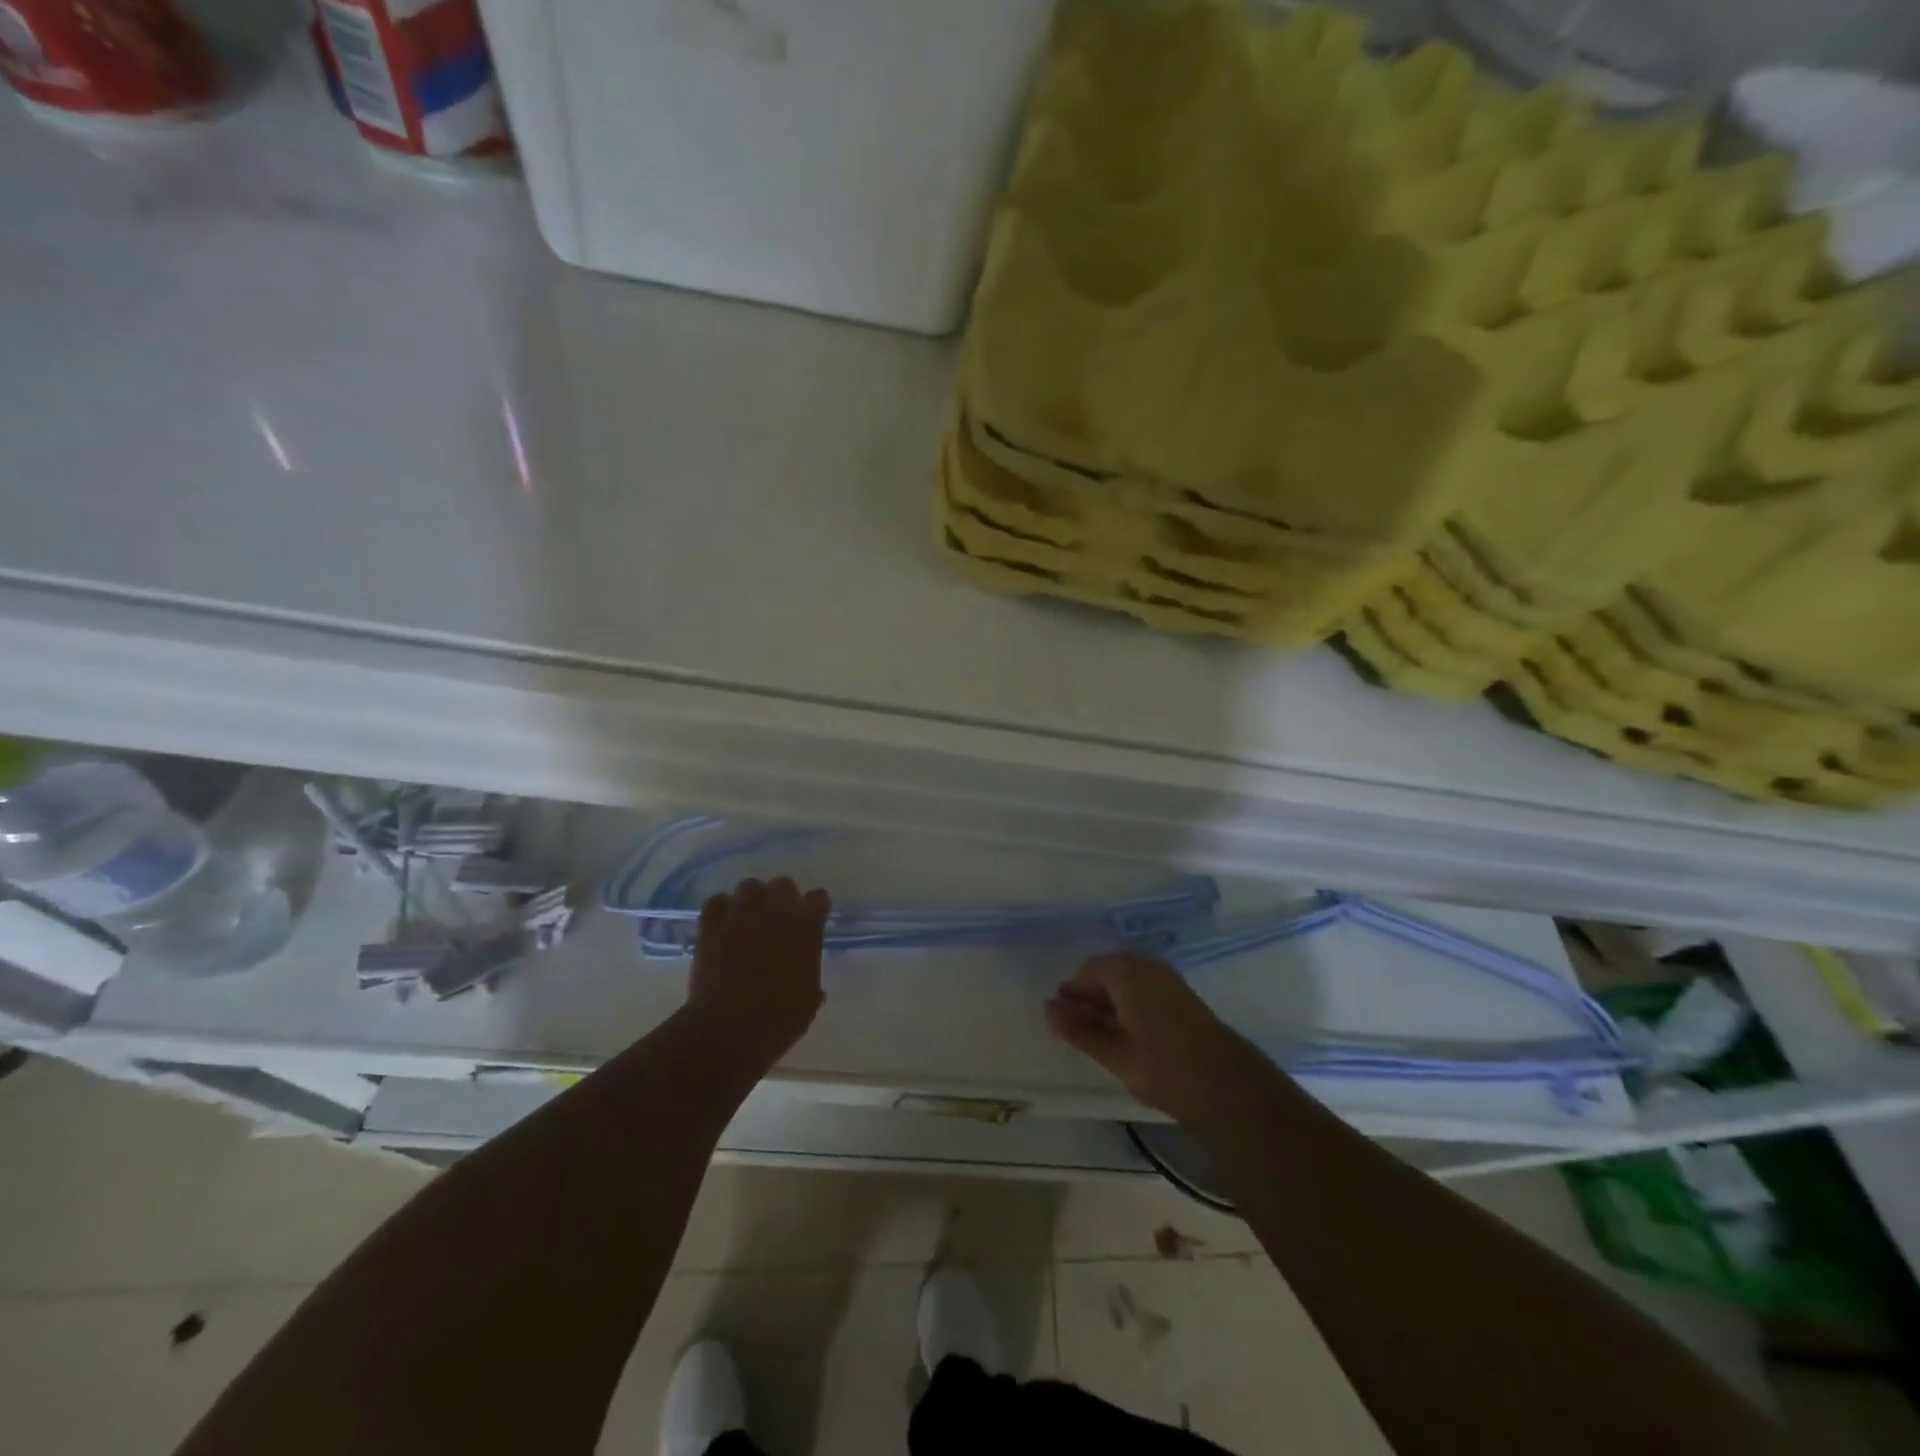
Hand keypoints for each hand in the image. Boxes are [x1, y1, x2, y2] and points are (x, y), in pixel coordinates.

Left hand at [687, 876, 831, 1063]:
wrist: (728, 1030)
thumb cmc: (778, 1020)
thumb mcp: (808, 1002)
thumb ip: (810, 977)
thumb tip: (805, 974)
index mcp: (807, 928)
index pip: (819, 898)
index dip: (815, 909)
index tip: (812, 921)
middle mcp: (777, 912)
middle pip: (783, 884)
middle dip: (782, 898)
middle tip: (778, 920)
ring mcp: (742, 915)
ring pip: (749, 886)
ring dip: (752, 900)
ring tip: (748, 919)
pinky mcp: (712, 924)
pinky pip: (717, 901)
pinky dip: (721, 909)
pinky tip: (723, 925)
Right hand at [1045, 951, 1257, 1121]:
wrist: (1228, 1086)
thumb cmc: (1164, 1068)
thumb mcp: (1115, 1054)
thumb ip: (1080, 1030)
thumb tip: (1048, 1011)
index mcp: (1127, 972)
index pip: (1088, 971)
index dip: (1072, 993)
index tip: (1060, 1018)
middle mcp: (1147, 966)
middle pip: (1108, 973)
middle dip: (1090, 996)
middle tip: (1075, 1028)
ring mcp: (1168, 979)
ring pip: (1127, 982)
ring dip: (1110, 1002)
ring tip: (1098, 1035)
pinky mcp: (1182, 996)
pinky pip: (1144, 989)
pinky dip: (1129, 1005)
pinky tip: (1126, 1033)